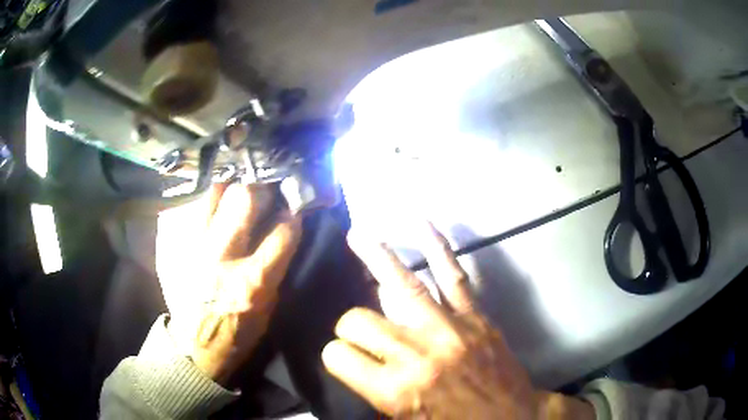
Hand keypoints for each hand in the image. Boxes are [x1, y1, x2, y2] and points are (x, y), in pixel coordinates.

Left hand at [156, 183, 301, 384]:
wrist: (194, 347)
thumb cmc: (238, 332)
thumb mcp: (269, 309)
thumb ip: (276, 267)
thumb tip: (283, 231)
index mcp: (253, 280)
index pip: (283, 230)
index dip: (293, 215)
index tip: (294, 210)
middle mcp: (222, 256)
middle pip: (245, 197)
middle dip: (262, 188)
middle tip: (266, 192)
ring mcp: (194, 246)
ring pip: (215, 192)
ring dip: (231, 188)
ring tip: (236, 195)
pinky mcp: (175, 245)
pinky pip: (193, 207)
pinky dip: (207, 202)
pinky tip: (213, 209)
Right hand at [322, 225, 593, 418]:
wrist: (513, 418)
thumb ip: (374, 392)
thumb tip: (357, 361)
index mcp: (395, 389)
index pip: (339, 357)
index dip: (336, 357)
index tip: (343, 359)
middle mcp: (417, 354)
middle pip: (359, 321)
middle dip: (350, 325)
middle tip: (356, 330)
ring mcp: (449, 329)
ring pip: (403, 286)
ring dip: (376, 257)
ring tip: (358, 236)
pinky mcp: (475, 316)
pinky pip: (453, 275)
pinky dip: (437, 247)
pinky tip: (422, 224)